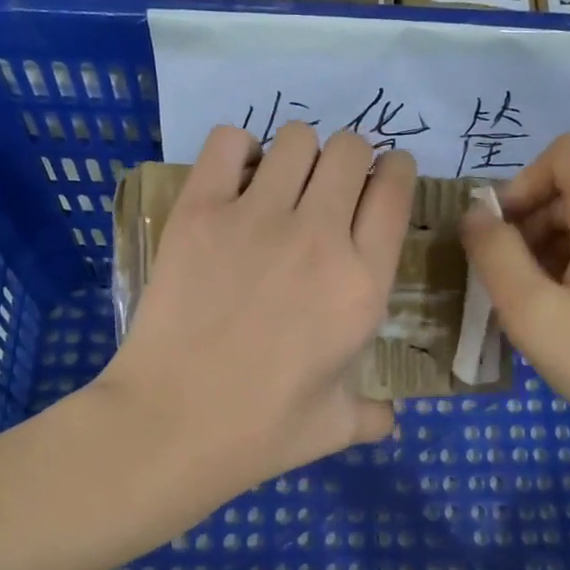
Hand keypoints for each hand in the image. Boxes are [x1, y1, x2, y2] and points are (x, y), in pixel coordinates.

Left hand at [98, 122, 415, 496]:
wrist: (172, 424)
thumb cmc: (262, 431)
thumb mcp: (337, 427)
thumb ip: (374, 415)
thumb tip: (389, 418)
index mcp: (362, 285)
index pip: (395, 192)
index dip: (397, 171)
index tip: (387, 175)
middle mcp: (319, 237)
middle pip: (352, 149)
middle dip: (352, 158)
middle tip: (333, 186)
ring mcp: (257, 218)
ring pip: (297, 138)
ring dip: (300, 153)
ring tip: (284, 183)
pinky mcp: (200, 212)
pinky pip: (228, 142)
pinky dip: (237, 150)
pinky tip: (235, 180)